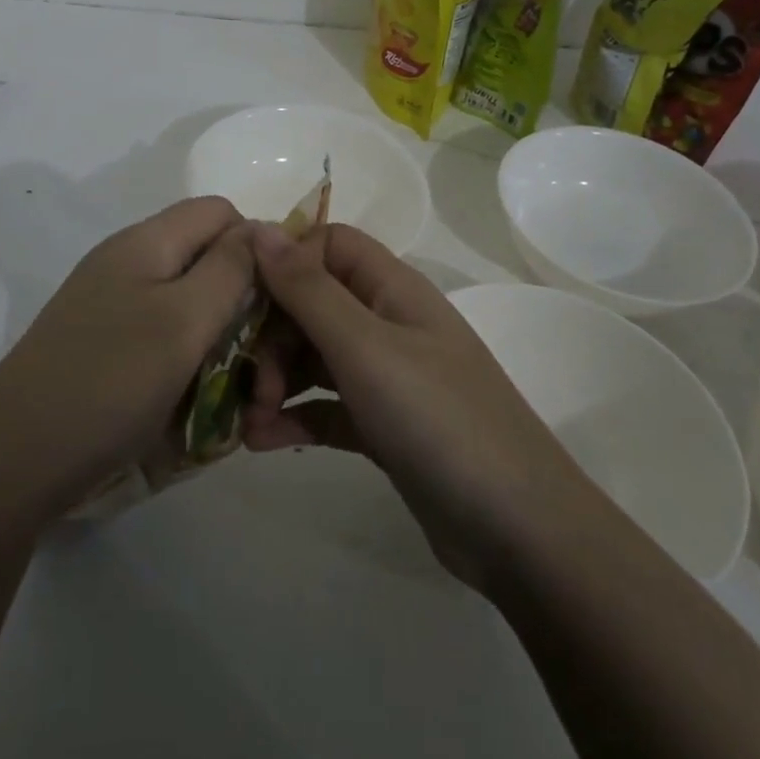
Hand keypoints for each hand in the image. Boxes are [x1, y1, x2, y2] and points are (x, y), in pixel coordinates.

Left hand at [0, 197, 255, 501]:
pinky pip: (166, 342)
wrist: (12, 462)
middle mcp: (129, 265)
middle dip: (246, 309)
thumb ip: (230, 268)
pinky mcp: (106, 348)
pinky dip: (191, 366)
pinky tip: (196, 405)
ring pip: (192, 308)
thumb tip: (262, 228)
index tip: (278, 306)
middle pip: (208, 261)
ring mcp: (114, 308)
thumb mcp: (183, 321)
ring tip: (235, 399)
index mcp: (146, 243)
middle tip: (263, 371)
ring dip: (223, 346)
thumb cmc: (109, 382)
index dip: (257, 248)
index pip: (221, 212)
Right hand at [242, 222, 584, 590]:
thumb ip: (308, 289)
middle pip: (313, 303)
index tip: (241, 296)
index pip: (328, 245)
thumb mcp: (365, 348)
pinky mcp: (383, 426)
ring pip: (315, 358)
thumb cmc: (438, 420)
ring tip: (248, 421)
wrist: (518, 530)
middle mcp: (388, 323)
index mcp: (392, 289)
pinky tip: (262, 442)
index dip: (284, 261)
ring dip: (275, 381)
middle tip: (249, 383)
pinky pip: (326, 406)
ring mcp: (387, 377)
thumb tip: (259, 228)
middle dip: (271, 336)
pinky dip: (295, 417)